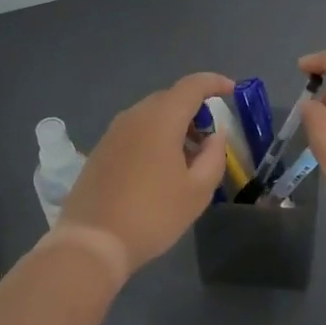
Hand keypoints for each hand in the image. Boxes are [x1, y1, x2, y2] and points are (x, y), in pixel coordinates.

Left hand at [58, 72, 233, 272]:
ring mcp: (114, 131)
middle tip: (211, 138)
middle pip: (171, 98)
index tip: (232, 91)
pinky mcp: (101, 148)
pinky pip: (135, 130)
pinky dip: (155, 136)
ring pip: (151, 114)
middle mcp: (135, 115)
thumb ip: (214, 156)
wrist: (92, 241)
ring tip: (188, 158)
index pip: (192, 85)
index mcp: (160, 118)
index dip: (215, 83)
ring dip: (174, 125)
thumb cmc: (152, 215)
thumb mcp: (197, 191)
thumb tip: (215, 134)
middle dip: (195, 110)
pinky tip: (161, 168)